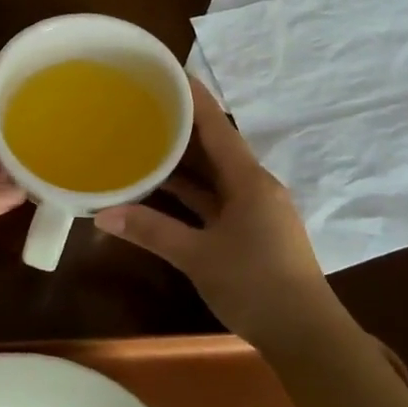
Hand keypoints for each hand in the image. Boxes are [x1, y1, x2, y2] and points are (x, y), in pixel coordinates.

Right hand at [94, 79, 341, 348]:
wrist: (304, 333)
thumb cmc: (255, 284)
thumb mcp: (197, 256)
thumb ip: (151, 231)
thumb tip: (102, 214)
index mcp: (249, 180)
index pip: (217, 126)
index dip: (193, 98)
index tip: (168, 73)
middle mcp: (254, 186)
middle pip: (214, 147)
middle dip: (181, 127)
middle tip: (143, 107)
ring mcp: (255, 210)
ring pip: (214, 176)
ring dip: (183, 163)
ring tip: (144, 142)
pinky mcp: (252, 231)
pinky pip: (216, 200)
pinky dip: (191, 194)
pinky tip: (162, 191)